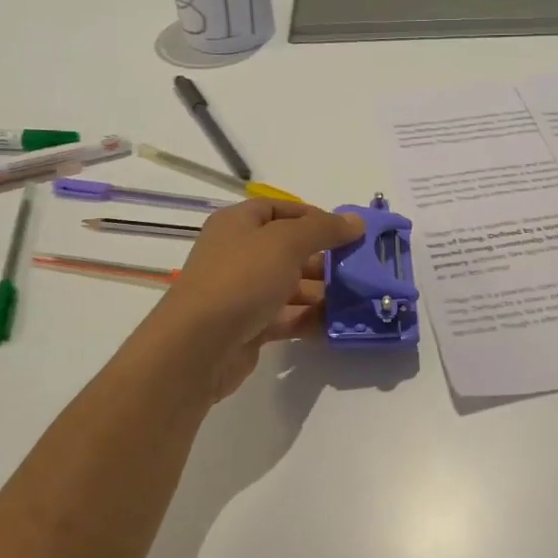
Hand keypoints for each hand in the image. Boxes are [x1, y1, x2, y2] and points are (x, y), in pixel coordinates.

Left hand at [147, 198, 363, 400]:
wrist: (199, 347)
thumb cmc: (241, 279)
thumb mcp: (286, 243)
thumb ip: (324, 229)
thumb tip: (357, 222)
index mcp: (238, 224)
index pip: (279, 210)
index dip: (314, 216)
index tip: (347, 232)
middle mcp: (239, 254)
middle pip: (289, 249)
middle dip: (325, 258)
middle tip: (359, 267)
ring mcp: (243, 292)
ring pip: (291, 285)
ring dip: (323, 291)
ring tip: (358, 298)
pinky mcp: (250, 326)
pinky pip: (287, 316)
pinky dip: (311, 318)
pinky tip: (338, 323)